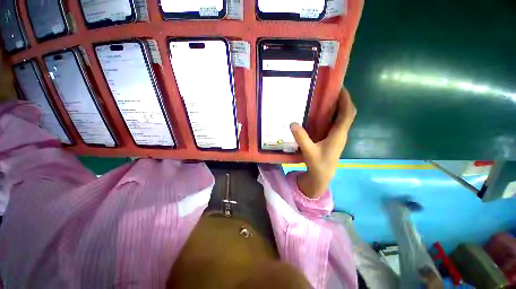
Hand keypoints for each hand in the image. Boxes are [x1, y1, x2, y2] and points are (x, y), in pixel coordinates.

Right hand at [290, 88, 355, 198]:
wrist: (322, 176)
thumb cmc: (318, 165)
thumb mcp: (309, 151)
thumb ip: (301, 138)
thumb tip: (292, 123)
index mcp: (338, 135)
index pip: (347, 114)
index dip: (346, 100)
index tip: (340, 88)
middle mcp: (341, 134)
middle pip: (347, 113)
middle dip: (342, 100)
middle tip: (331, 91)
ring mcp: (337, 137)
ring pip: (342, 118)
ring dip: (338, 107)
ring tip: (326, 99)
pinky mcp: (333, 139)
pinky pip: (335, 123)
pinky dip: (332, 116)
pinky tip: (321, 115)